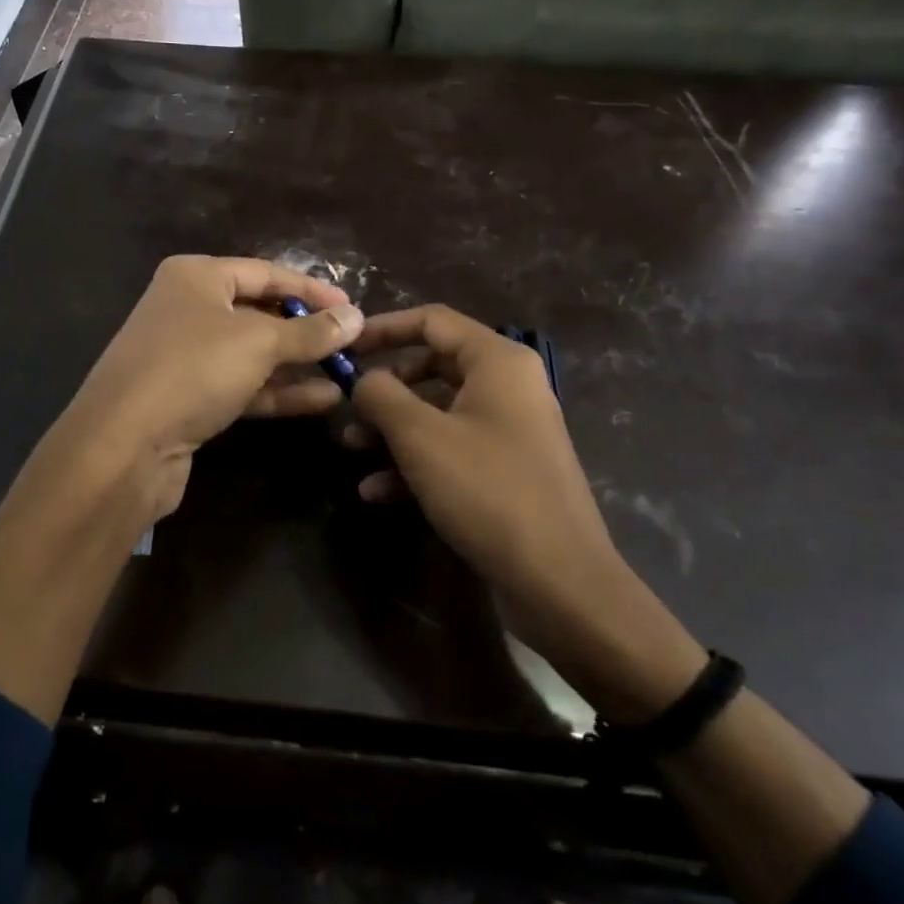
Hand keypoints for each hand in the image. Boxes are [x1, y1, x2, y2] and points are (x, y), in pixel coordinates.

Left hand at [44, 255, 363, 527]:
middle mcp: (187, 309)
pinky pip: (242, 386)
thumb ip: (310, 331)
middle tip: (351, 342)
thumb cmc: (192, 370)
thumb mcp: (259, 342)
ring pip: (252, 353)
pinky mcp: (188, 398)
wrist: (123, 446)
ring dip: (297, 364)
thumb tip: (356, 317)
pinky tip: (323, 400)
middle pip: (258, 312)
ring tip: (347, 372)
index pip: (266, 272)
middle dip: (305, 329)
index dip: (311, 288)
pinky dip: (279, 391)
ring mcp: (185, 356)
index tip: (352, 307)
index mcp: (196, 277)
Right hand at [348, 305, 613, 601]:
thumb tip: (363, 379)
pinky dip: (415, 463)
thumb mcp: (420, 436)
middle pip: (432, 366)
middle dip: (384, 388)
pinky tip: (377, 492)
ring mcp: (509, 431)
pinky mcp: (506, 471)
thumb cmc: (488, 490)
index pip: (432, 321)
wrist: (560, 582)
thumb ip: (381, 395)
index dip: (383, 327)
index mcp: (497, 362)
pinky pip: (452, 451)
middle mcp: (508, 387)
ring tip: (351, 449)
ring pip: (438, 413)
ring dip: (392, 429)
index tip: (344, 346)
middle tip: (346, 404)